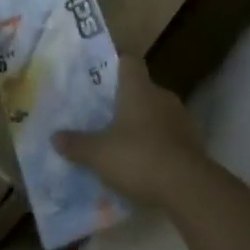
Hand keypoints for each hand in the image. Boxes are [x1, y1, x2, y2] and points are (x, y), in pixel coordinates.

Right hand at [54, 57, 206, 209]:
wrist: (188, 187)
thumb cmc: (139, 157)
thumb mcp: (99, 154)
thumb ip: (77, 144)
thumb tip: (55, 137)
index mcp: (139, 88)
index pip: (129, 61)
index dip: (115, 64)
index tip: (101, 74)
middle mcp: (162, 96)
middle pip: (142, 88)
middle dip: (125, 100)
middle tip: (104, 114)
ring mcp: (181, 118)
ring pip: (156, 112)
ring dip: (143, 123)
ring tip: (123, 141)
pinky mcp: (193, 142)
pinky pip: (169, 136)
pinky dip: (158, 144)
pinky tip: (144, 163)